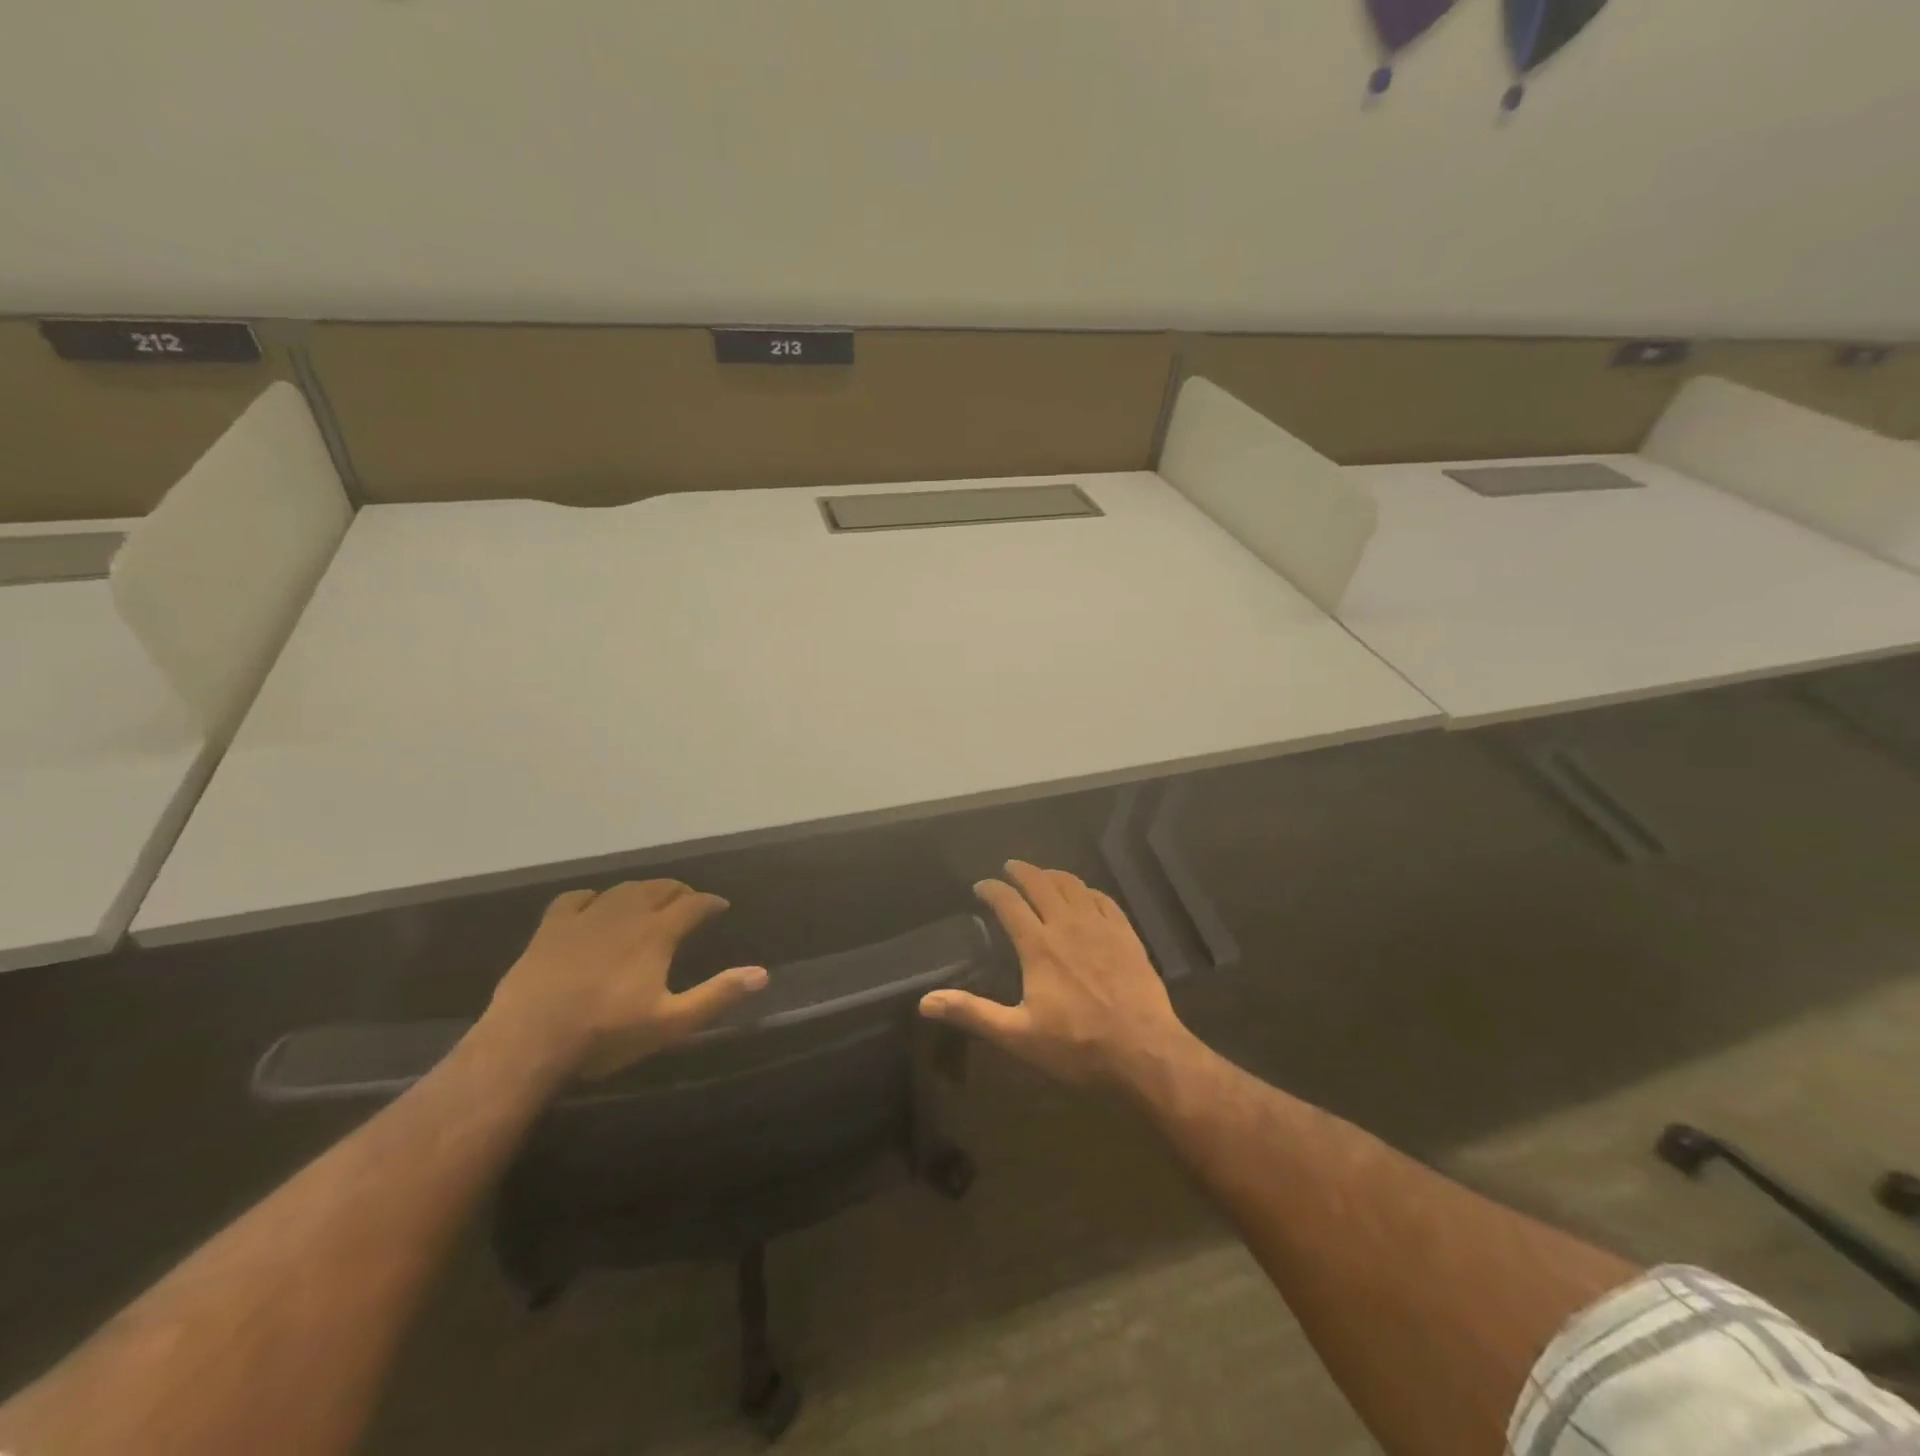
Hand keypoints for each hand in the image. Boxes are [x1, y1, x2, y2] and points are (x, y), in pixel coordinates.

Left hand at [484, 880, 767, 1078]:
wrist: (529, 1042)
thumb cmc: (605, 1035)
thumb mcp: (670, 1023)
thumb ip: (717, 995)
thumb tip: (762, 974)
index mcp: (657, 933)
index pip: (693, 905)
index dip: (710, 903)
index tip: (720, 906)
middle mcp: (626, 914)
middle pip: (659, 889)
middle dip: (679, 891)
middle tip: (689, 901)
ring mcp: (585, 917)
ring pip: (622, 890)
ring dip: (643, 891)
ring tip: (650, 900)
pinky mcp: (551, 927)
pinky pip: (577, 898)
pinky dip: (594, 897)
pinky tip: (595, 905)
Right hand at [919, 861, 1193, 1089]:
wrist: (1144, 1052)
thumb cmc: (1077, 1046)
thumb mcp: (1018, 1035)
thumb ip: (973, 1013)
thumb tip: (925, 1002)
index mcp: (1039, 946)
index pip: (1009, 903)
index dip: (992, 889)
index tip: (981, 886)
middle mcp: (1067, 925)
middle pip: (1041, 883)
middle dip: (1022, 871)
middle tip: (1010, 867)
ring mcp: (1101, 927)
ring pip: (1073, 886)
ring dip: (1053, 875)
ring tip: (1043, 874)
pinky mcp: (1126, 935)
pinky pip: (1104, 900)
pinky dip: (1088, 890)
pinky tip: (1085, 894)